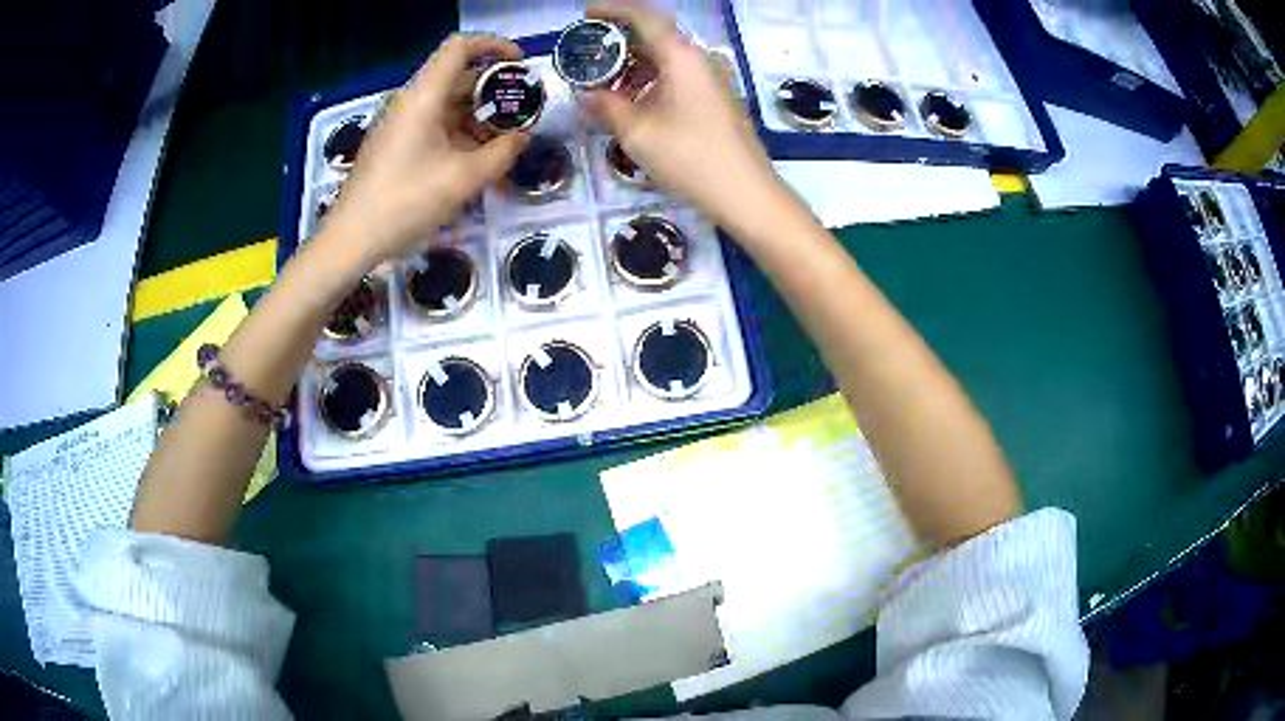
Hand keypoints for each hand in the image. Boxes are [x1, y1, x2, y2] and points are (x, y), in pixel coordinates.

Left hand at [321, 34, 530, 268]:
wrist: (352, 239)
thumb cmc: (406, 202)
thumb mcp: (464, 179)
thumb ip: (502, 152)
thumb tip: (522, 137)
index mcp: (424, 96)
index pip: (460, 47)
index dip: (494, 46)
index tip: (519, 65)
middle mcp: (411, 101)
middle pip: (457, 76)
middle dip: (493, 89)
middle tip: (522, 111)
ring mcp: (400, 123)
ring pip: (447, 103)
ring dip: (479, 115)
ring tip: (506, 139)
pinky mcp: (395, 143)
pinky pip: (434, 124)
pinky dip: (460, 131)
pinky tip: (477, 157)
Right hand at [581, 6, 779, 229]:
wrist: (746, 193)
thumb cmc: (692, 158)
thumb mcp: (639, 133)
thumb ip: (607, 107)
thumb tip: (585, 96)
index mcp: (682, 57)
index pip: (645, 17)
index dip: (613, 10)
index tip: (587, 14)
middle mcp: (699, 60)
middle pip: (656, 36)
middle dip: (619, 41)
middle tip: (588, 53)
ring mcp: (711, 80)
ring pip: (666, 59)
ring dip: (633, 64)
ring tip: (602, 82)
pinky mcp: (715, 99)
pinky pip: (677, 77)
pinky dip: (650, 81)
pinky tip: (631, 101)